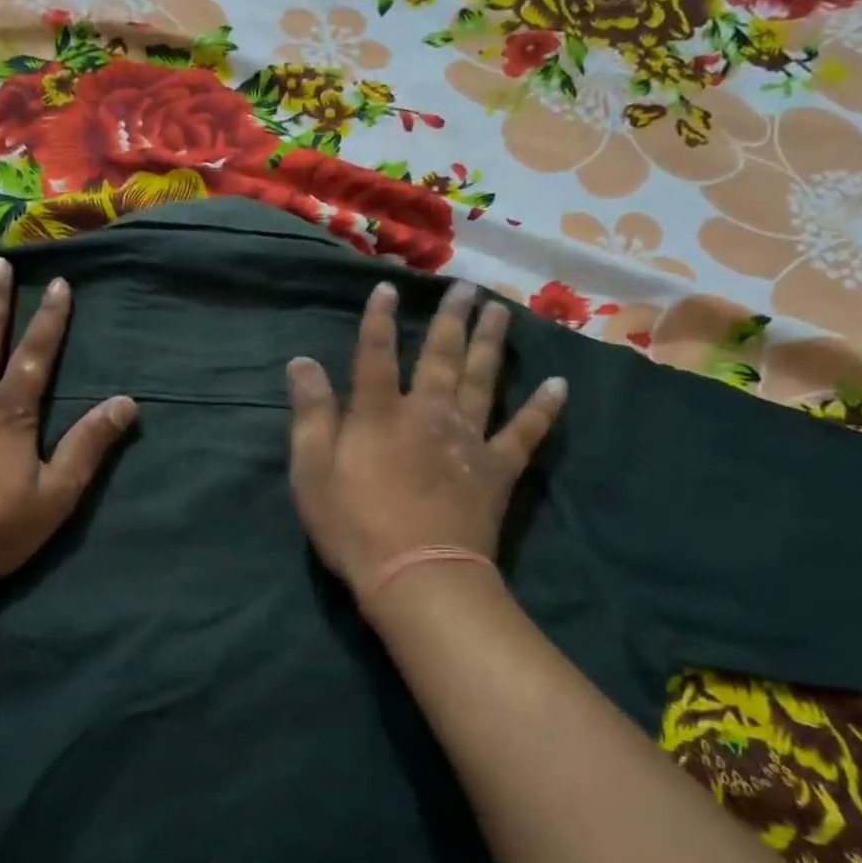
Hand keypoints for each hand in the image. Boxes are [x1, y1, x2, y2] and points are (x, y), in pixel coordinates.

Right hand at [285, 279, 565, 602]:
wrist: (418, 575)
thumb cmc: (354, 526)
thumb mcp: (311, 472)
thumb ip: (310, 414)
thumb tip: (302, 362)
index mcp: (380, 413)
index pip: (375, 354)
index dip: (380, 319)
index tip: (388, 287)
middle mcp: (428, 412)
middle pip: (441, 356)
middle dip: (451, 319)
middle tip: (466, 287)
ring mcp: (468, 439)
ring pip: (483, 379)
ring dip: (491, 343)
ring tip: (501, 311)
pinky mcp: (497, 469)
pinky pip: (525, 432)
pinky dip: (542, 409)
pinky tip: (559, 385)